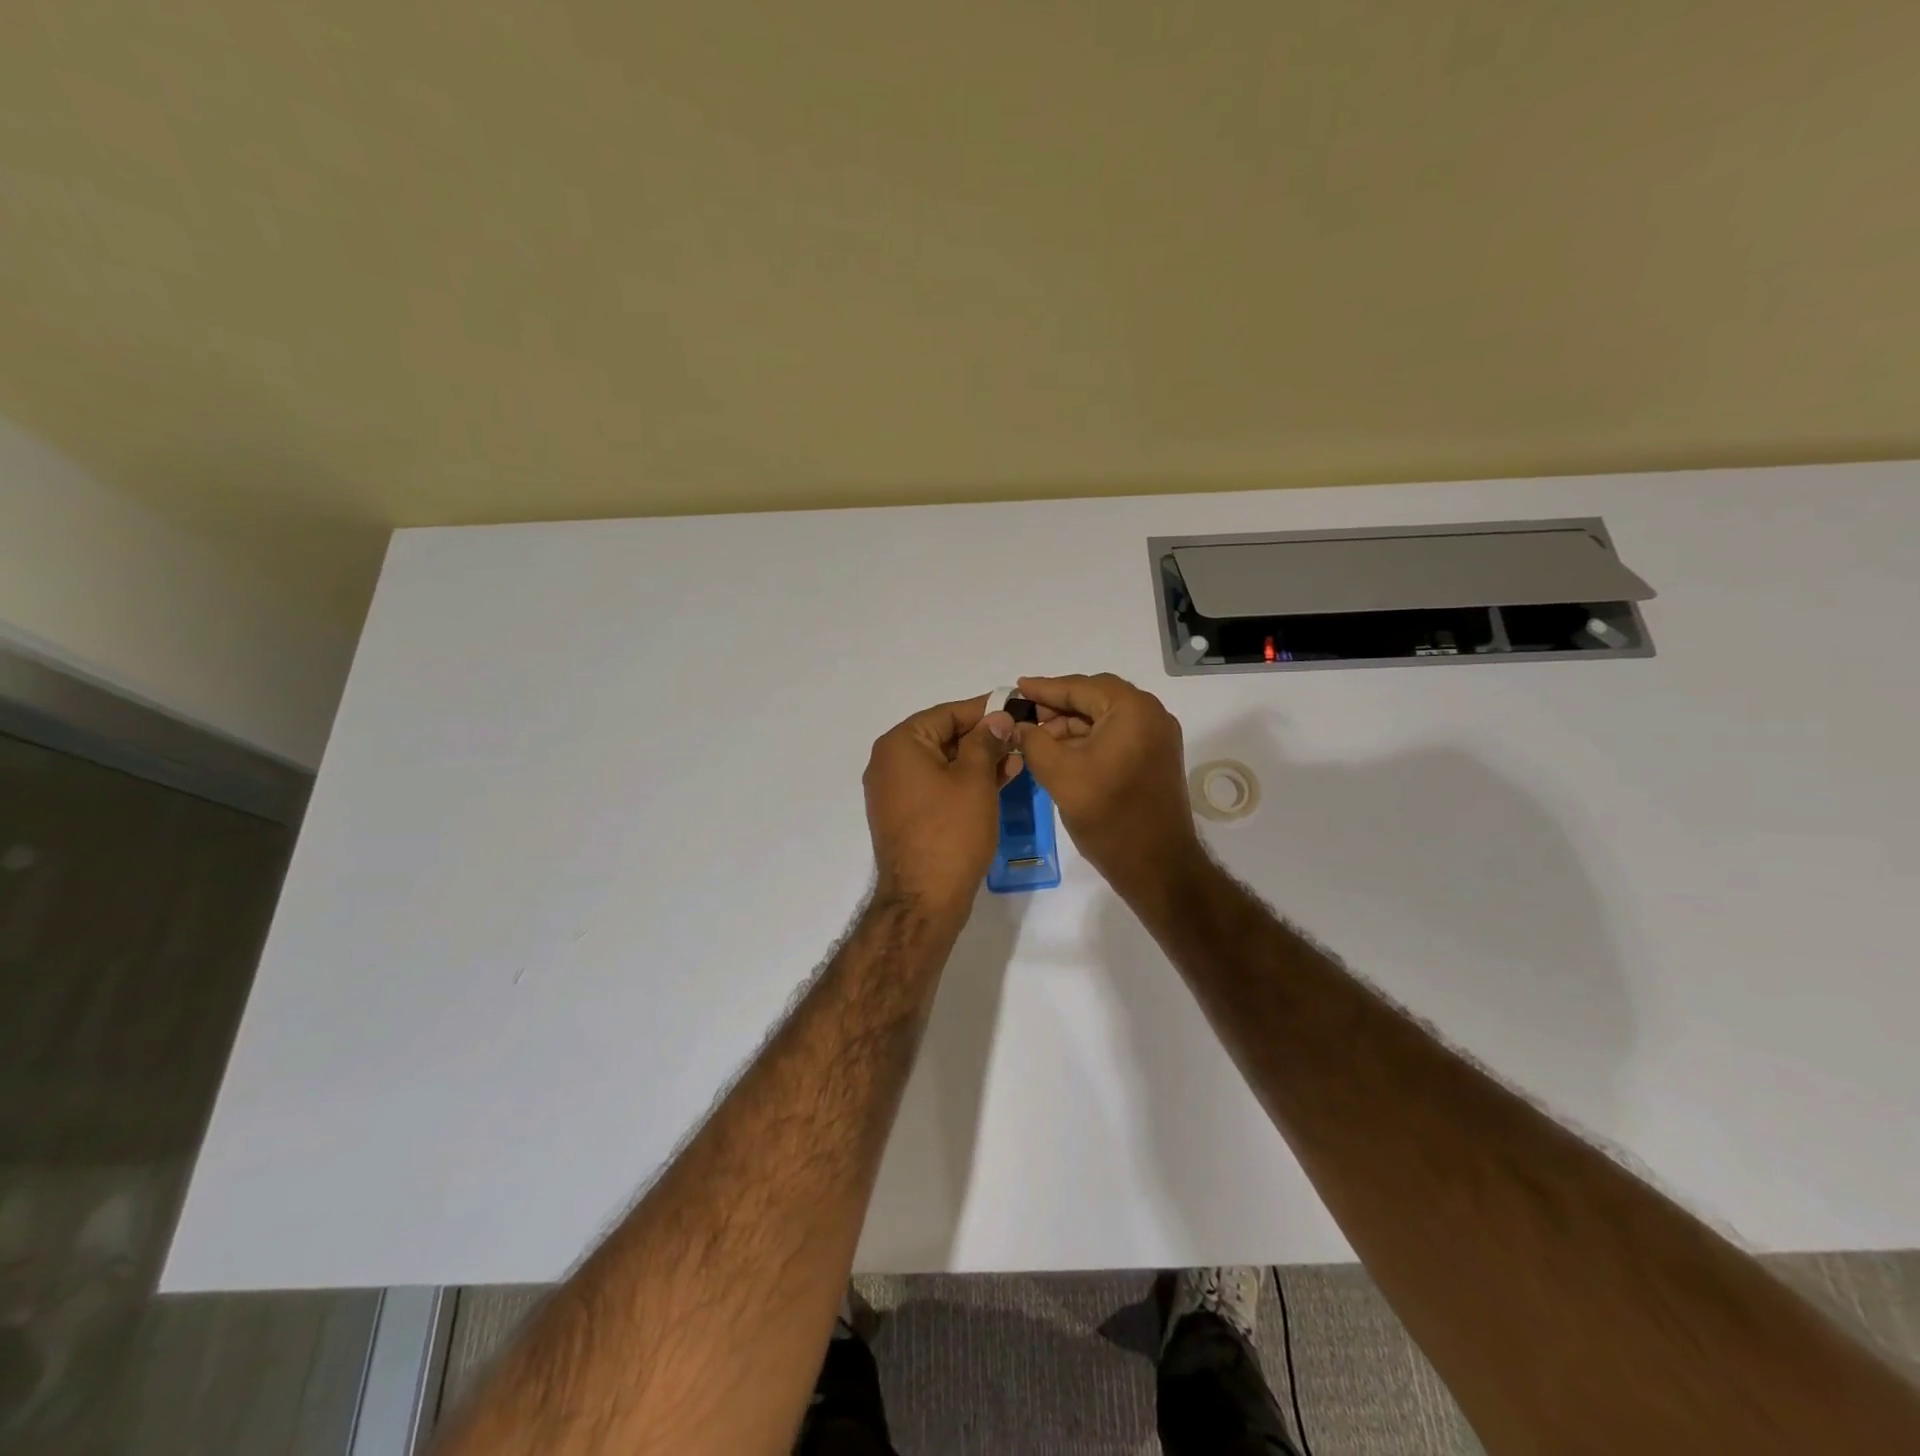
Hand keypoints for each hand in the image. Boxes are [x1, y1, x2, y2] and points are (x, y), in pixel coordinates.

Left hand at [863, 695, 1019, 914]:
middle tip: (1021, 737)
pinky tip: (997, 782)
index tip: (1015, 707)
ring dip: (978, 761)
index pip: (947, 713)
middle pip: (942, 737)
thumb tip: (996, 718)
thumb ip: (986, 742)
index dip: (984, 709)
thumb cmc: (951, 831)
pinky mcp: (904, 816)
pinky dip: (964, 782)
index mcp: (900, 745)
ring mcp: (894, 792)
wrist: (924, 898)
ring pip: (943, 764)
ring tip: (1017, 760)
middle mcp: (889, 763)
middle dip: (983, 737)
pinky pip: (937, 787)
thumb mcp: (975, 779)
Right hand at [1013, 673, 1202, 900]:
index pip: (1081, 687)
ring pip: (1106, 718)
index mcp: (1132, 710)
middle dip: (1058, 707)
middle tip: (1024, 716)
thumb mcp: (1060, 774)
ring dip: (1072, 725)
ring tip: (1037, 739)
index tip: (1016, 687)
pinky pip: (1118, 736)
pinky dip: (1090, 740)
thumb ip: (1033, 741)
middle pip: (1096, 698)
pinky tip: (1062, 753)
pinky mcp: (1156, 759)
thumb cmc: (1108, 816)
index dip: (1045, 688)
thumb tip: (1017, 725)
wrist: (1157, 865)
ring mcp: (1158, 737)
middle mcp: (1152, 715)